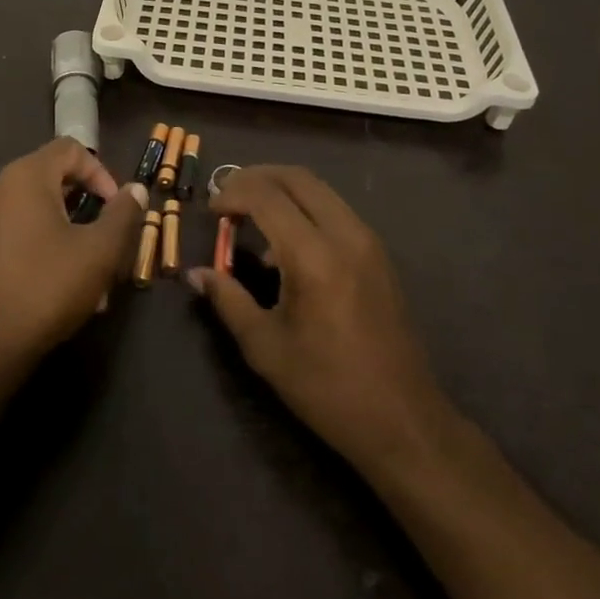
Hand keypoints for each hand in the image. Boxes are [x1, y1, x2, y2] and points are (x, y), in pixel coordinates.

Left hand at [0, 138, 147, 372]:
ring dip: (73, 232)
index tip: (118, 208)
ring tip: (96, 274)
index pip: (71, 149)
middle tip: (111, 240)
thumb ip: (122, 214)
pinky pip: (21, 231)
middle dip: (90, 207)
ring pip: (40, 210)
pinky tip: (68, 286)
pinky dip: (48, 245)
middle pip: (55, 178)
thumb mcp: (99, 251)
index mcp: (26, 176)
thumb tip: (135, 189)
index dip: (101, 172)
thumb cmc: (48, 286)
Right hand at [189, 166, 448, 477]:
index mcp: (313, 257)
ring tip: (250, 218)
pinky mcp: (379, 254)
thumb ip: (228, 300)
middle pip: (296, 177)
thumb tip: (196, 273)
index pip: (266, 197)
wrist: (403, 421)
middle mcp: (345, 235)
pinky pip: (335, 210)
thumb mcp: (265, 347)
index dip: (232, 193)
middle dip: (256, 178)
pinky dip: (304, 208)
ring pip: (319, 189)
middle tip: (226, 198)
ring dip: (281, 190)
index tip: (210, 211)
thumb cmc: (327, 388)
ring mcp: (368, 241)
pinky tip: (285, 246)